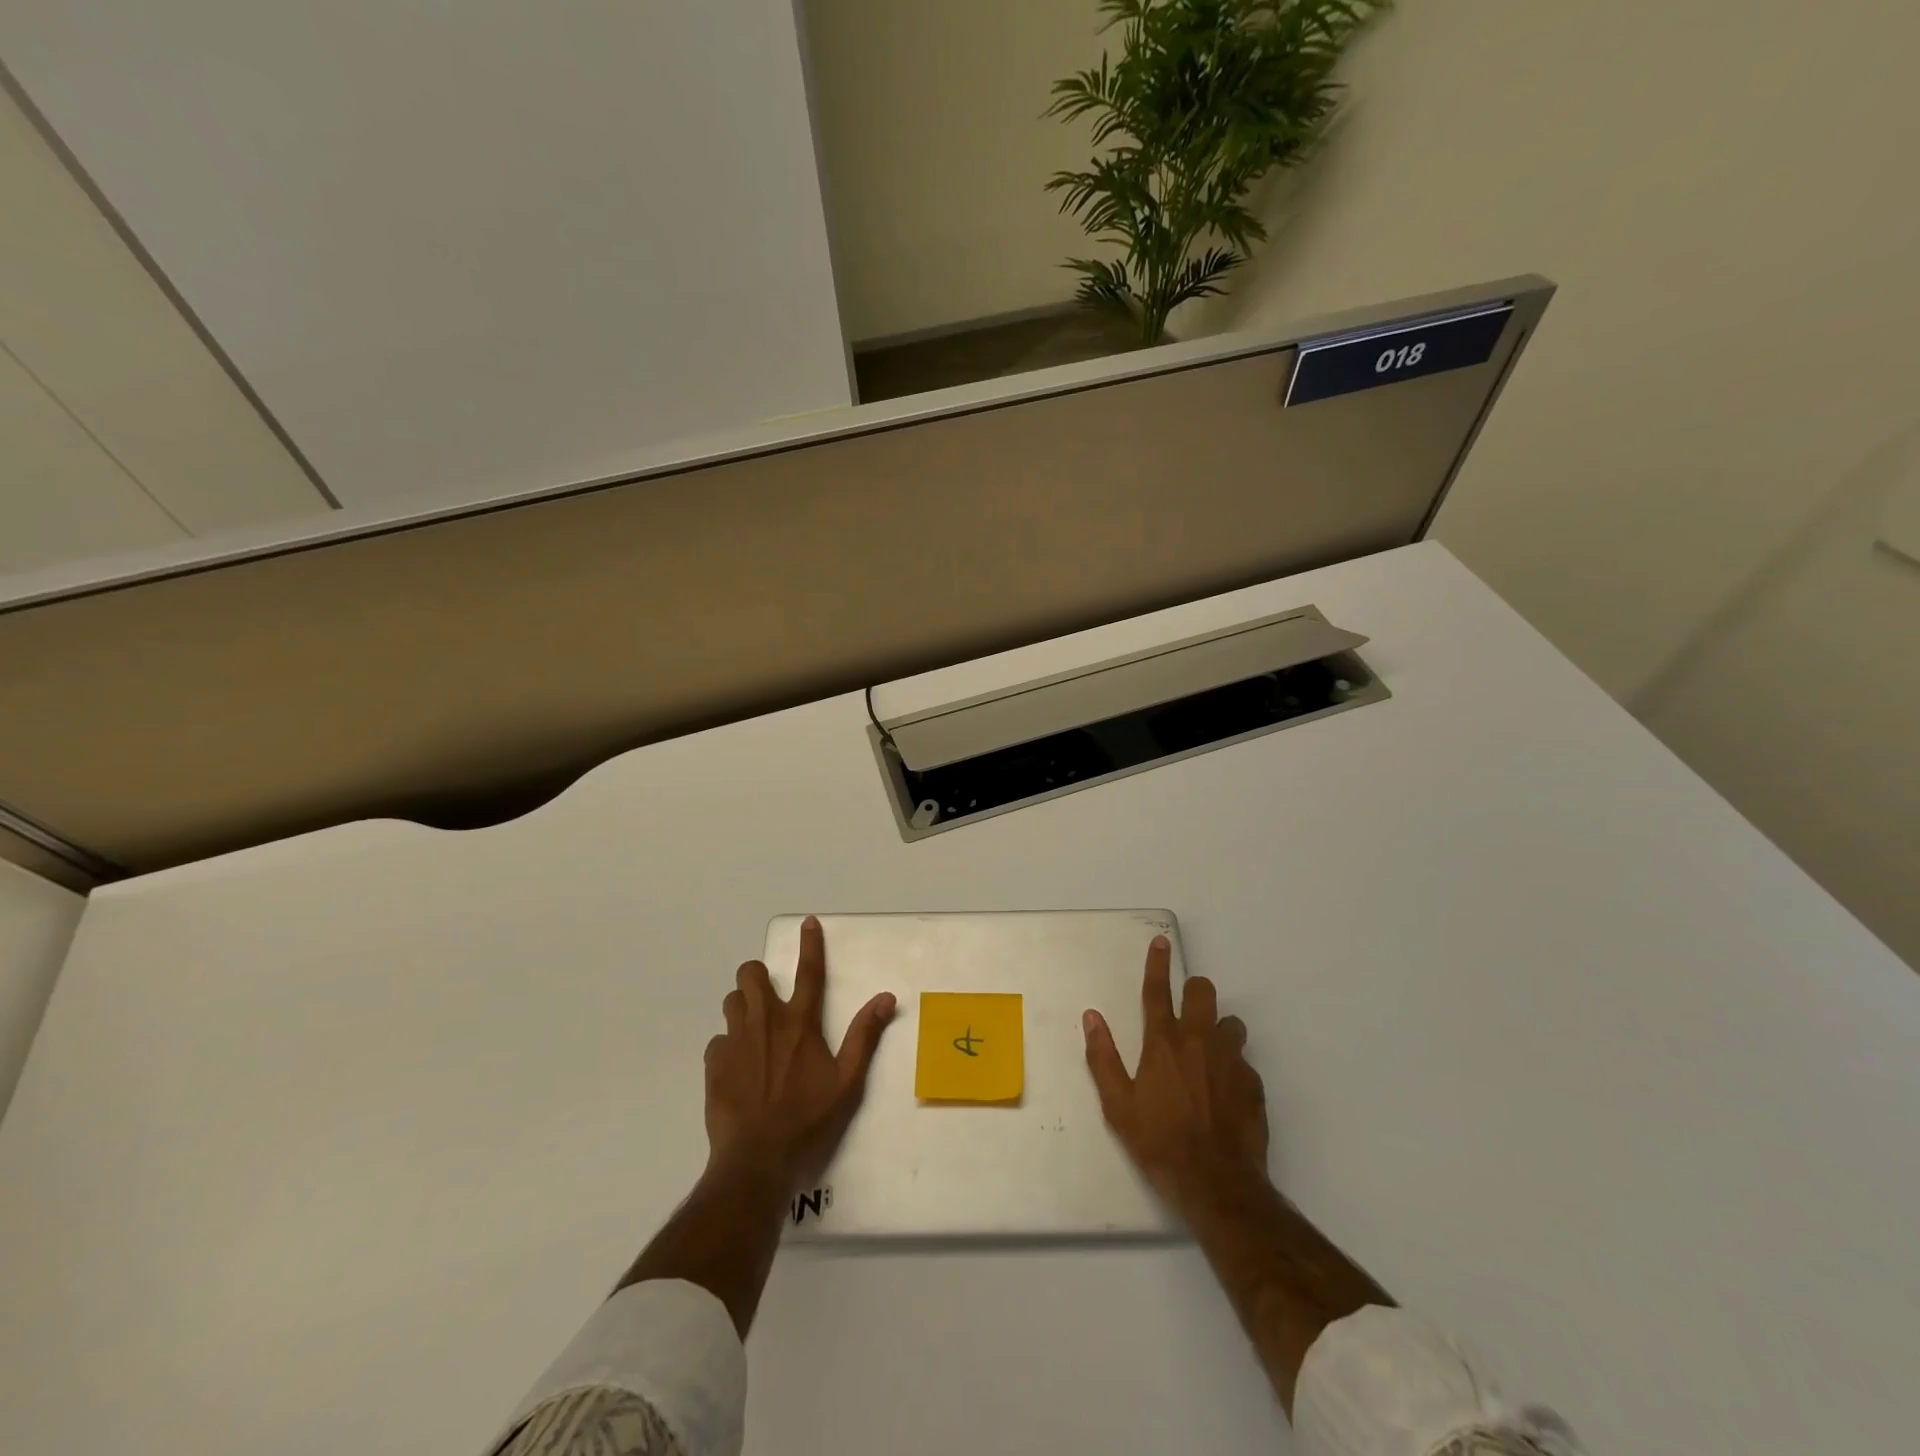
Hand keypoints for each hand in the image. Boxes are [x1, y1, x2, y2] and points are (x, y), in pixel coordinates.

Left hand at [704, 915, 895, 1194]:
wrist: (756, 1161)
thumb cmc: (808, 1120)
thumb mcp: (847, 1082)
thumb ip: (864, 1036)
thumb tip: (885, 998)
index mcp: (800, 1024)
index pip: (808, 972)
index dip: (810, 944)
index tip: (807, 921)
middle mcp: (765, 1022)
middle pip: (750, 974)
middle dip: (758, 975)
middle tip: (770, 996)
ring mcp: (735, 1042)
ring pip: (732, 1001)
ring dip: (743, 1007)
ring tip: (755, 1031)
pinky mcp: (714, 1064)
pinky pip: (718, 1040)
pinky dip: (728, 1045)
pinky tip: (739, 1067)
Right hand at [1083, 934, 1270, 1219]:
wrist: (1218, 1184)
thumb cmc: (1159, 1143)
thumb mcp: (1118, 1106)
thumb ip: (1103, 1057)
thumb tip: (1091, 1017)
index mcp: (1164, 1042)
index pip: (1158, 990)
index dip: (1158, 963)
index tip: (1162, 941)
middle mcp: (1199, 1040)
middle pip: (1203, 992)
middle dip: (1195, 992)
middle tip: (1186, 1012)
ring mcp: (1231, 1060)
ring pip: (1230, 1022)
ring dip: (1218, 1029)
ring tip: (1208, 1055)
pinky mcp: (1254, 1083)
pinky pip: (1244, 1059)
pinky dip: (1233, 1065)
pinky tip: (1224, 1091)